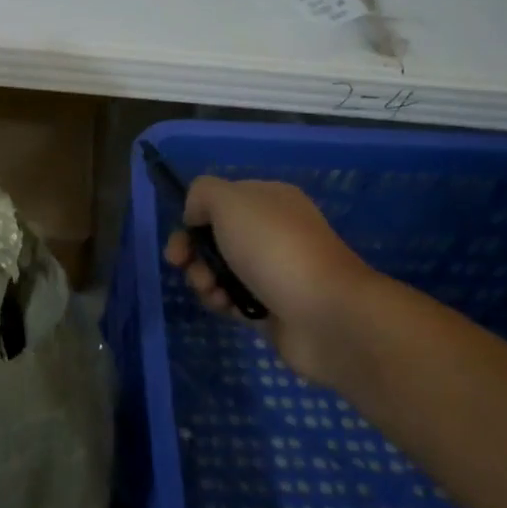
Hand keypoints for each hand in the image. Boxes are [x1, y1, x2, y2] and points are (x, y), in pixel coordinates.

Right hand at [165, 176, 371, 383]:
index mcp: (269, 199)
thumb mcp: (230, 201)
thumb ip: (203, 194)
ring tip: (211, 291)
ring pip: (219, 270)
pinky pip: (232, 300)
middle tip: (183, 265)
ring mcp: (272, 271)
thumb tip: (196, 215)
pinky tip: (225, 307)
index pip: (220, 201)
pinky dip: (221, 302)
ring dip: (203, 279)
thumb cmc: (273, 248)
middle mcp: (272, 231)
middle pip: (215, 237)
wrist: (324, 313)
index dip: (194, 216)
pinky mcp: (270, 307)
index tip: (182, 235)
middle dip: (193, 252)